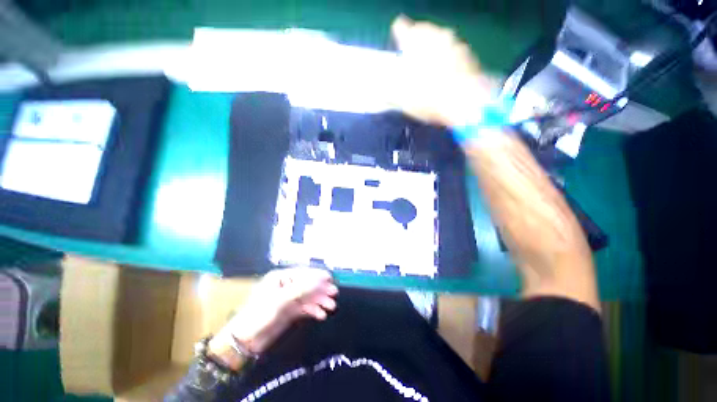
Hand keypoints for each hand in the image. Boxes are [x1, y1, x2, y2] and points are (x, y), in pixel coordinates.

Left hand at [209, 267, 337, 368]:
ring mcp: (288, 299)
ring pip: (308, 297)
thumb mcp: (281, 299)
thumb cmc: (260, 314)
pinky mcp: (290, 311)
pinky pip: (305, 307)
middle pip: (307, 285)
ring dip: (319, 301)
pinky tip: (321, 315)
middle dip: (321, 289)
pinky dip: (313, 310)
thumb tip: (322, 279)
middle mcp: (286, 286)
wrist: (245, 341)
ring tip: (331, 307)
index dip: (317, 275)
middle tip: (334, 294)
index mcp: (281, 277)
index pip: (303, 273)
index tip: (330, 278)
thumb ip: (303, 288)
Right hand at [390, 15, 496, 127]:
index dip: (397, 36)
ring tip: (430, 70)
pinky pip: (454, 50)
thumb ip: (386, 89)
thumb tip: (377, 87)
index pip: (400, 27)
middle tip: (413, 62)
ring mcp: (454, 41)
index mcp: (415, 40)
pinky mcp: (468, 53)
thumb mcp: (400, 97)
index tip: (398, 49)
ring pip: (439, 39)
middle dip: (416, 43)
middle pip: (422, 30)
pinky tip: (446, 76)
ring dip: (433, 50)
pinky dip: (448, 59)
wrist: (465, 103)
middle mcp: (435, 34)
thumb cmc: (428, 97)